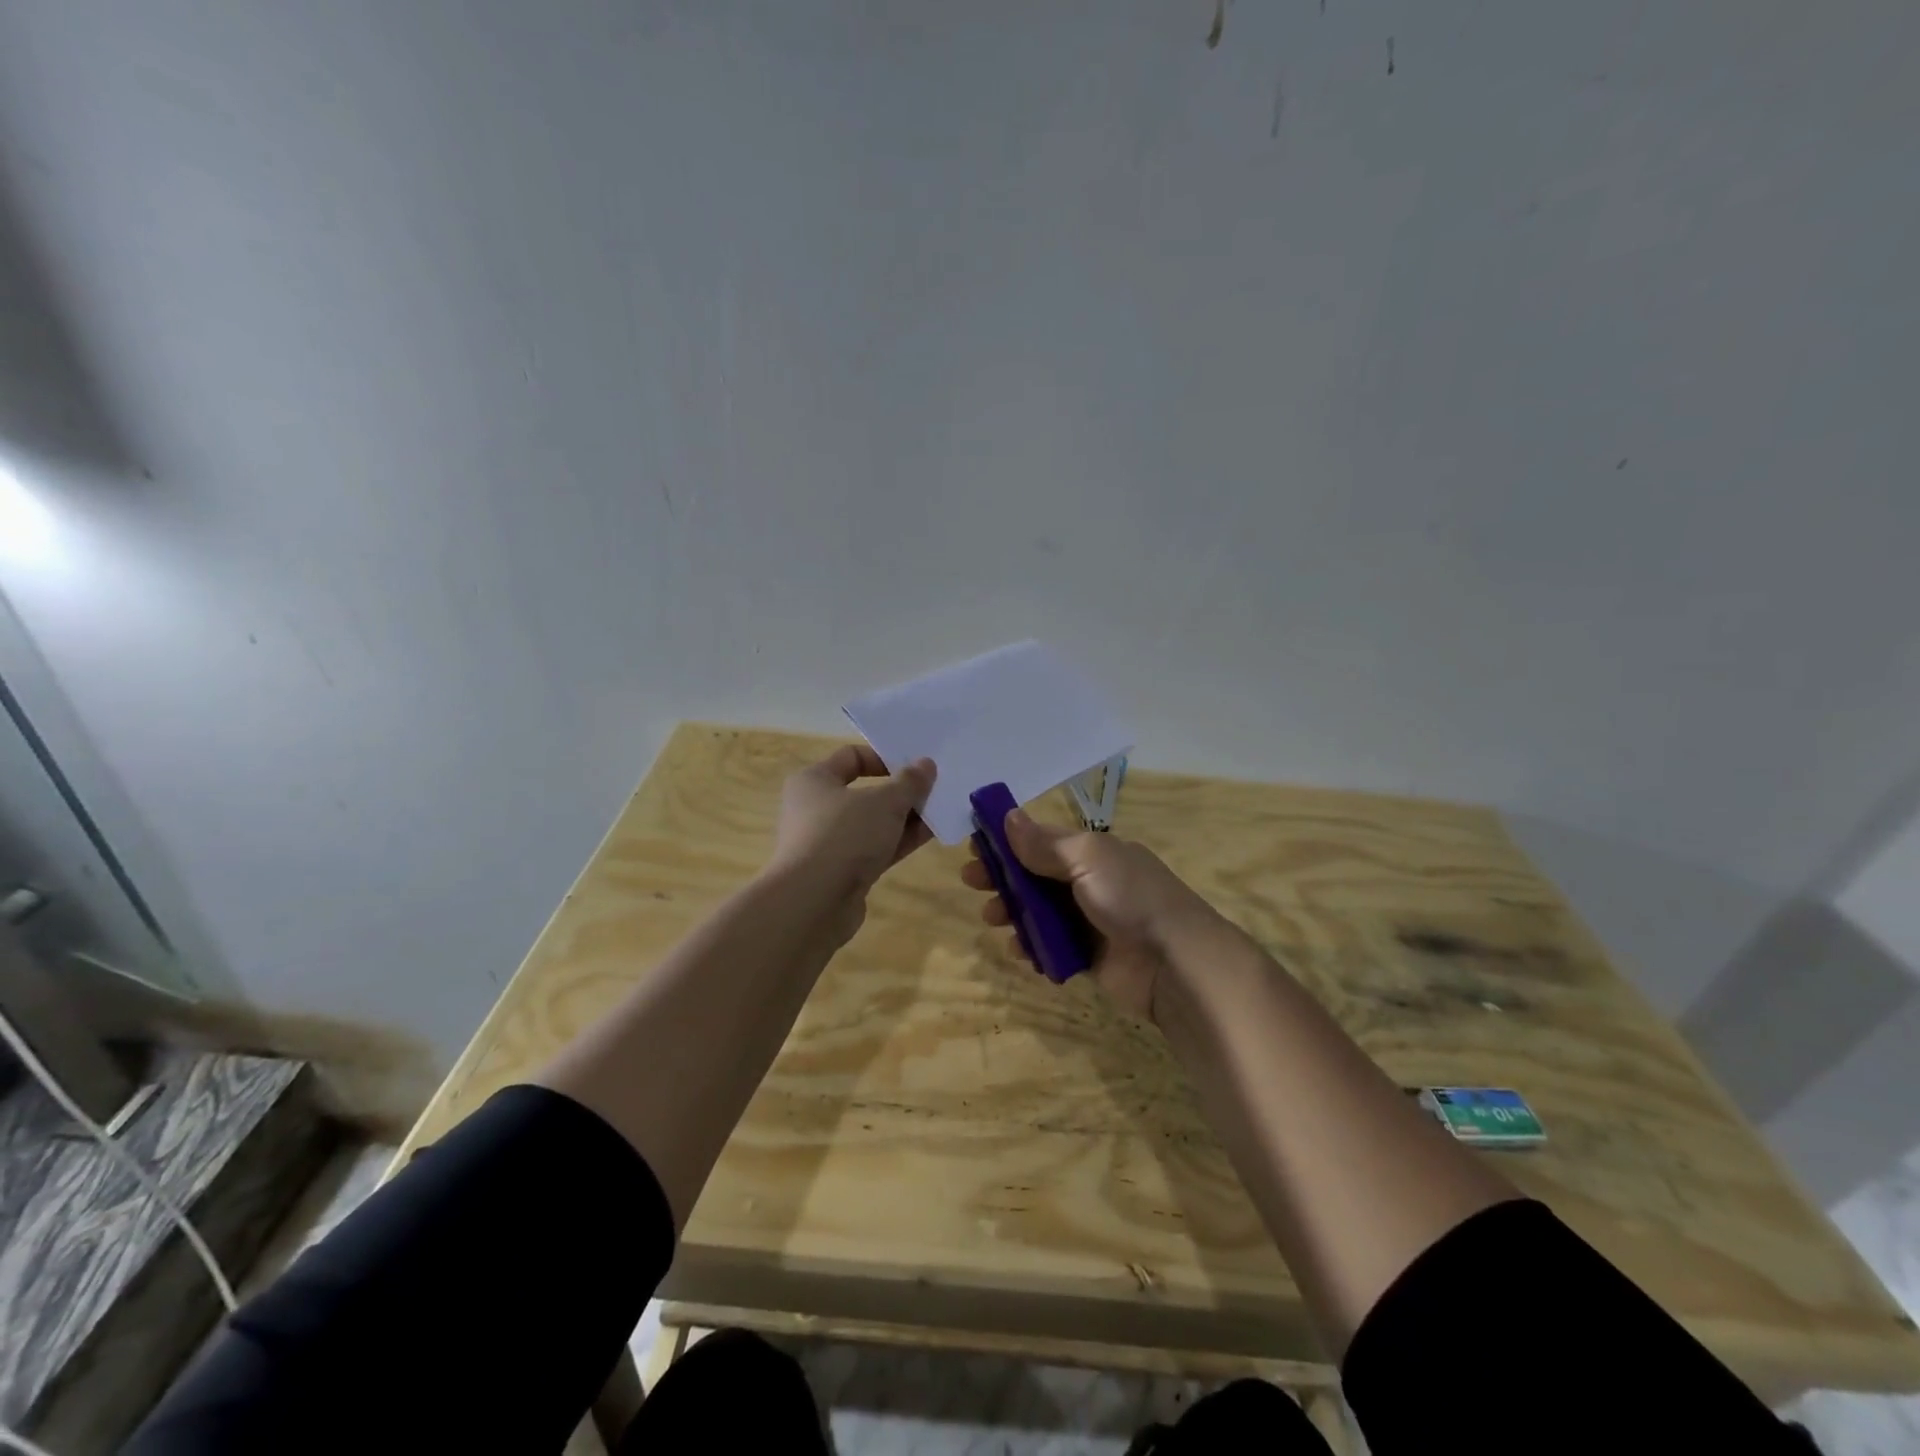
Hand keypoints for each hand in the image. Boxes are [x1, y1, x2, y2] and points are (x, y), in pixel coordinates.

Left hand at [769, 745, 936, 929]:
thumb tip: (925, 764)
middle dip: (901, 791)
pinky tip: (930, 835)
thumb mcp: (884, 802)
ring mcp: (829, 843)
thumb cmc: (844, 836)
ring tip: (940, 811)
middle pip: (865, 792)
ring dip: (905, 818)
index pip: (851, 757)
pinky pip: (875, 848)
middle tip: (935, 788)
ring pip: (873, 823)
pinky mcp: (842, 871)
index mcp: (814, 780)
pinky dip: (899, 841)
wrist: (813, 903)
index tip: (915, 765)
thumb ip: (909, 782)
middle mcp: (817, 808)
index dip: (884, 758)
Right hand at [961, 810, 1216, 1021]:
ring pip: (1038, 912)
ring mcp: (1089, 921)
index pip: (1041, 840)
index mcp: (1093, 852)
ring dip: (1012, 913)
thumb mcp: (1088, 857)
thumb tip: (1007, 817)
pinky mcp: (1088, 957)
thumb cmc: (1130, 898)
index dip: (1007, 842)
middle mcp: (1090, 882)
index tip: (975, 846)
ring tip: (992, 919)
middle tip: (972, 883)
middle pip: (1035, 876)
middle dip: (1002, 878)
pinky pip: (1050, 947)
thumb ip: (1045, 843)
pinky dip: (1032, 947)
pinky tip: (1018, 950)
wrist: (1176, 962)